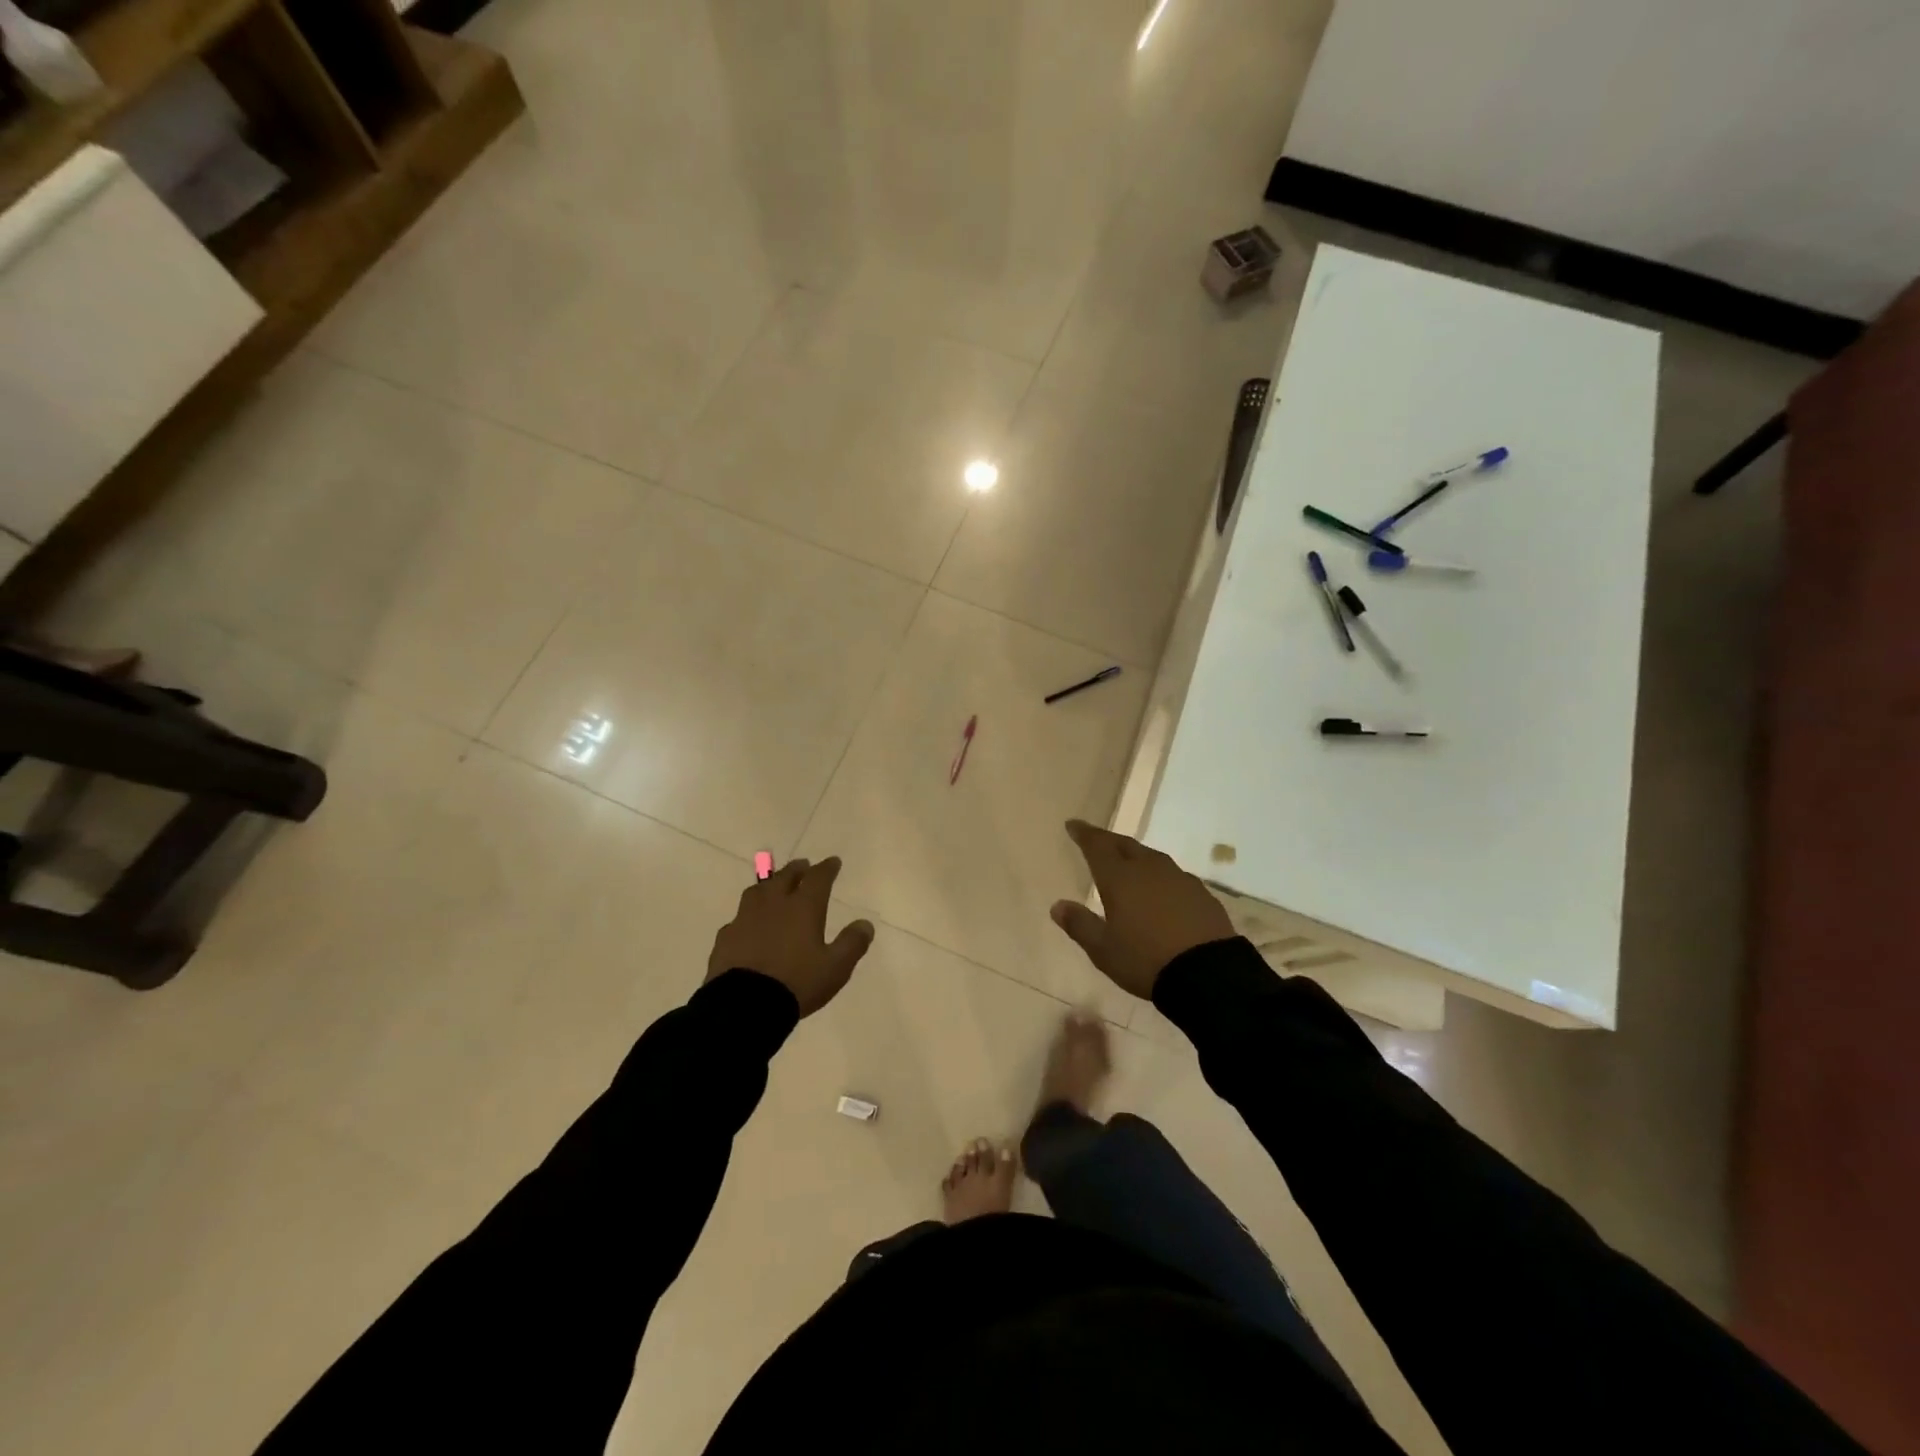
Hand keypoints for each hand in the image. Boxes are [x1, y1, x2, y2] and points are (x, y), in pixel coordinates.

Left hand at [706, 857, 873, 1016]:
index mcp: (803, 908)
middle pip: (785, 877)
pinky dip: (748, 915)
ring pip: (758, 891)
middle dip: (797, 869)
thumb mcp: (835, 967)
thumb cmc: (796, 982)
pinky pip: (739, 917)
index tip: (833, 862)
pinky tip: (749, 924)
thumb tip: (865, 924)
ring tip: (774, 885)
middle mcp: (774, 905)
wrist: (743, 1005)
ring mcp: (746, 918)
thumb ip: (852, 944)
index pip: (818, 878)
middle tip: (803, 865)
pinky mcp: (726, 937)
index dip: (827, 868)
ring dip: (769, 884)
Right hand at [1050, 820, 1232, 998]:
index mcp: (1120, 878)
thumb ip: (1079, 925)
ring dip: (1136, 856)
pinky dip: (1159, 876)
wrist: (1208, 974)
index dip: (1084, 833)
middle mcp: (1149, 870)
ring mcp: (1179, 879)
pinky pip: (1173, 875)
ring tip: (1128, 862)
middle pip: (1125, 845)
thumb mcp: (1103, 949)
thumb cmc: (1145, 959)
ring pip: (1151, 857)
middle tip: (1097, 840)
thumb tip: (1057, 906)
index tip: (1073, 824)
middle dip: (1108, 840)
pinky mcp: (1201, 894)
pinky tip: (1160, 889)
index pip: (1097, 846)